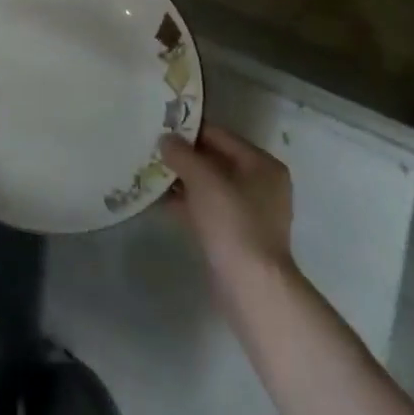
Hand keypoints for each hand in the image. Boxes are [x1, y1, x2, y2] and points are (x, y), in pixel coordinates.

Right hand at [160, 125, 295, 296]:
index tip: (161, 128)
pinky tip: (159, 201)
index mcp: (262, 165)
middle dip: (184, 157)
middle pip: (216, 161)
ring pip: (210, 187)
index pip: (221, 136)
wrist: (251, 286)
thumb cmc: (232, 222)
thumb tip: (166, 139)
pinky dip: (187, 204)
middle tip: (152, 150)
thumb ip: (182, 155)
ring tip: (150, 173)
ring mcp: (250, 213)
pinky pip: (208, 209)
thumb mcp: (203, 180)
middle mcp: (261, 185)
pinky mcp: (237, 236)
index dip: (190, 131)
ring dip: (183, 181)